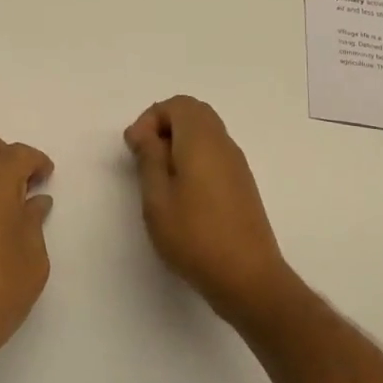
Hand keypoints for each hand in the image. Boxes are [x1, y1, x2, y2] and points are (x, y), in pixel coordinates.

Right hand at [123, 96, 296, 328]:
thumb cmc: (195, 236)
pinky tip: (182, 193)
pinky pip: (215, 153)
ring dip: (179, 143)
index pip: (177, 104)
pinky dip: (194, 157)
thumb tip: (146, 133)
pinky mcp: (242, 184)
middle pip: (194, 113)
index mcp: (202, 140)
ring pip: (206, 133)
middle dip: (164, 126)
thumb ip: (149, 158)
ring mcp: (237, 164)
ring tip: (159, 177)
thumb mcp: (157, 198)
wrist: (248, 278)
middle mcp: (223, 143)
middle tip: (144, 157)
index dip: (150, 119)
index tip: (135, 149)